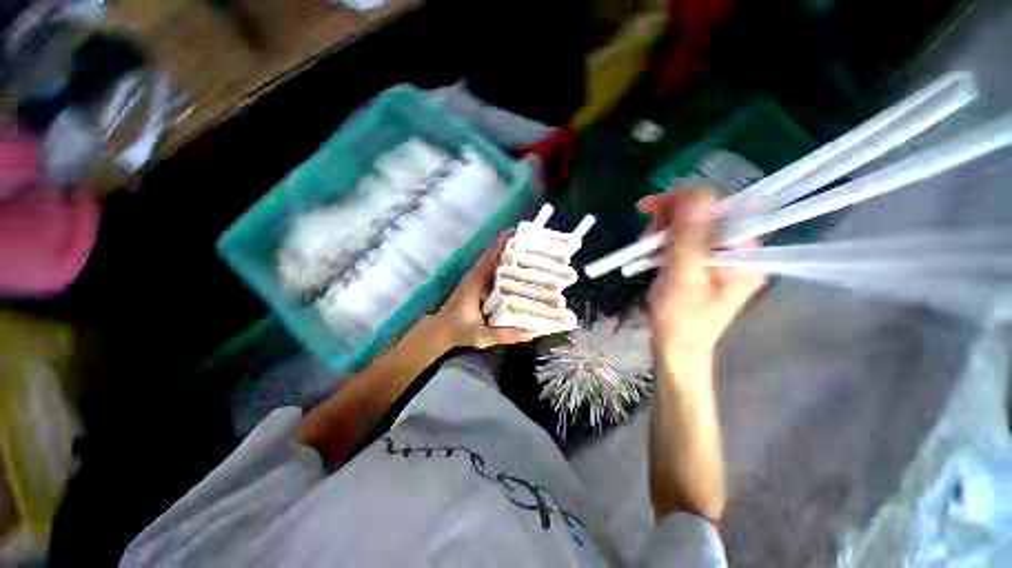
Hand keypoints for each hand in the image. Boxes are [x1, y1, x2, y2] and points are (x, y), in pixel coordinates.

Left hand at [434, 231, 534, 348]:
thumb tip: (529, 333)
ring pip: (496, 261)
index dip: (504, 243)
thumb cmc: (458, 330)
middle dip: (514, 246)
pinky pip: (495, 270)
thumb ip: (503, 334)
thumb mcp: (481, 335)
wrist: (441, 330)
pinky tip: (522, 273)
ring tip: (533, 255)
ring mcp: (478, 279)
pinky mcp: (480, 284)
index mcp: (476, 281)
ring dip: (511, 255)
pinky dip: (507, 266)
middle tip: (535, 245)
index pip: (491, 256)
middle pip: (496, 254)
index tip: (520, 233)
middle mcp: (477, 275)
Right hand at [639, 188, 765, 362]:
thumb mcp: (682, 277)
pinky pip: (685, 239)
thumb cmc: (680, 319)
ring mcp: (720, 256)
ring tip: (644, 247)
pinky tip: (650, 250)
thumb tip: (695, 192)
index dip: (685, 202)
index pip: (720, 208)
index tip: (652, 209)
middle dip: (670, 219)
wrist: (676, 348)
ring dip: (663, 230)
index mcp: (744, 253)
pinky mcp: (704, 263)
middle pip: (704, 215)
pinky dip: (665, 240)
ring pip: (690, 226)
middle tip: (645, 236)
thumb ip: (688, 237)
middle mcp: (738, 250)